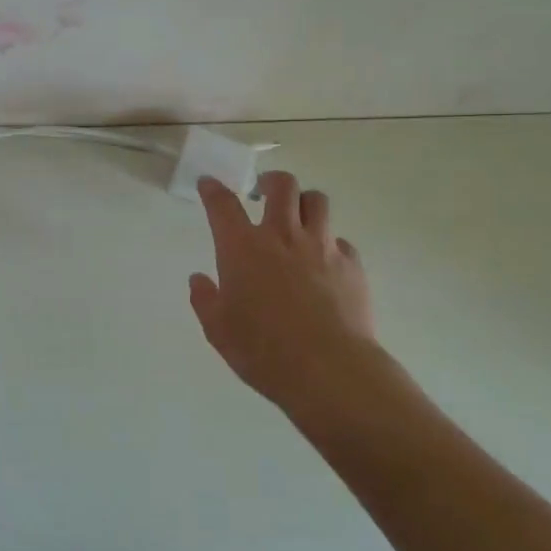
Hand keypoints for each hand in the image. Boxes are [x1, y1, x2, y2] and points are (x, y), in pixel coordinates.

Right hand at [190, 171, 421, 442]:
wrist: (329, 369)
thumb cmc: (262, 349)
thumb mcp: (218, 329)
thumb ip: (205, 299)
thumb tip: (199, 280)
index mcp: (242, 247)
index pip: (223, 204)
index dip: (213, 190)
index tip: (209, 184)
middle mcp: (282, 236)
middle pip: (281, 185)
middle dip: (270, 181)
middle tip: (263, 193)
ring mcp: (321, 247)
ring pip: (317, 201)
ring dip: (304, 203)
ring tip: (298, 218)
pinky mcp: (351, 265)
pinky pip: (341, 241)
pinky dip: (330, 244)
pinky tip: (325, 263)